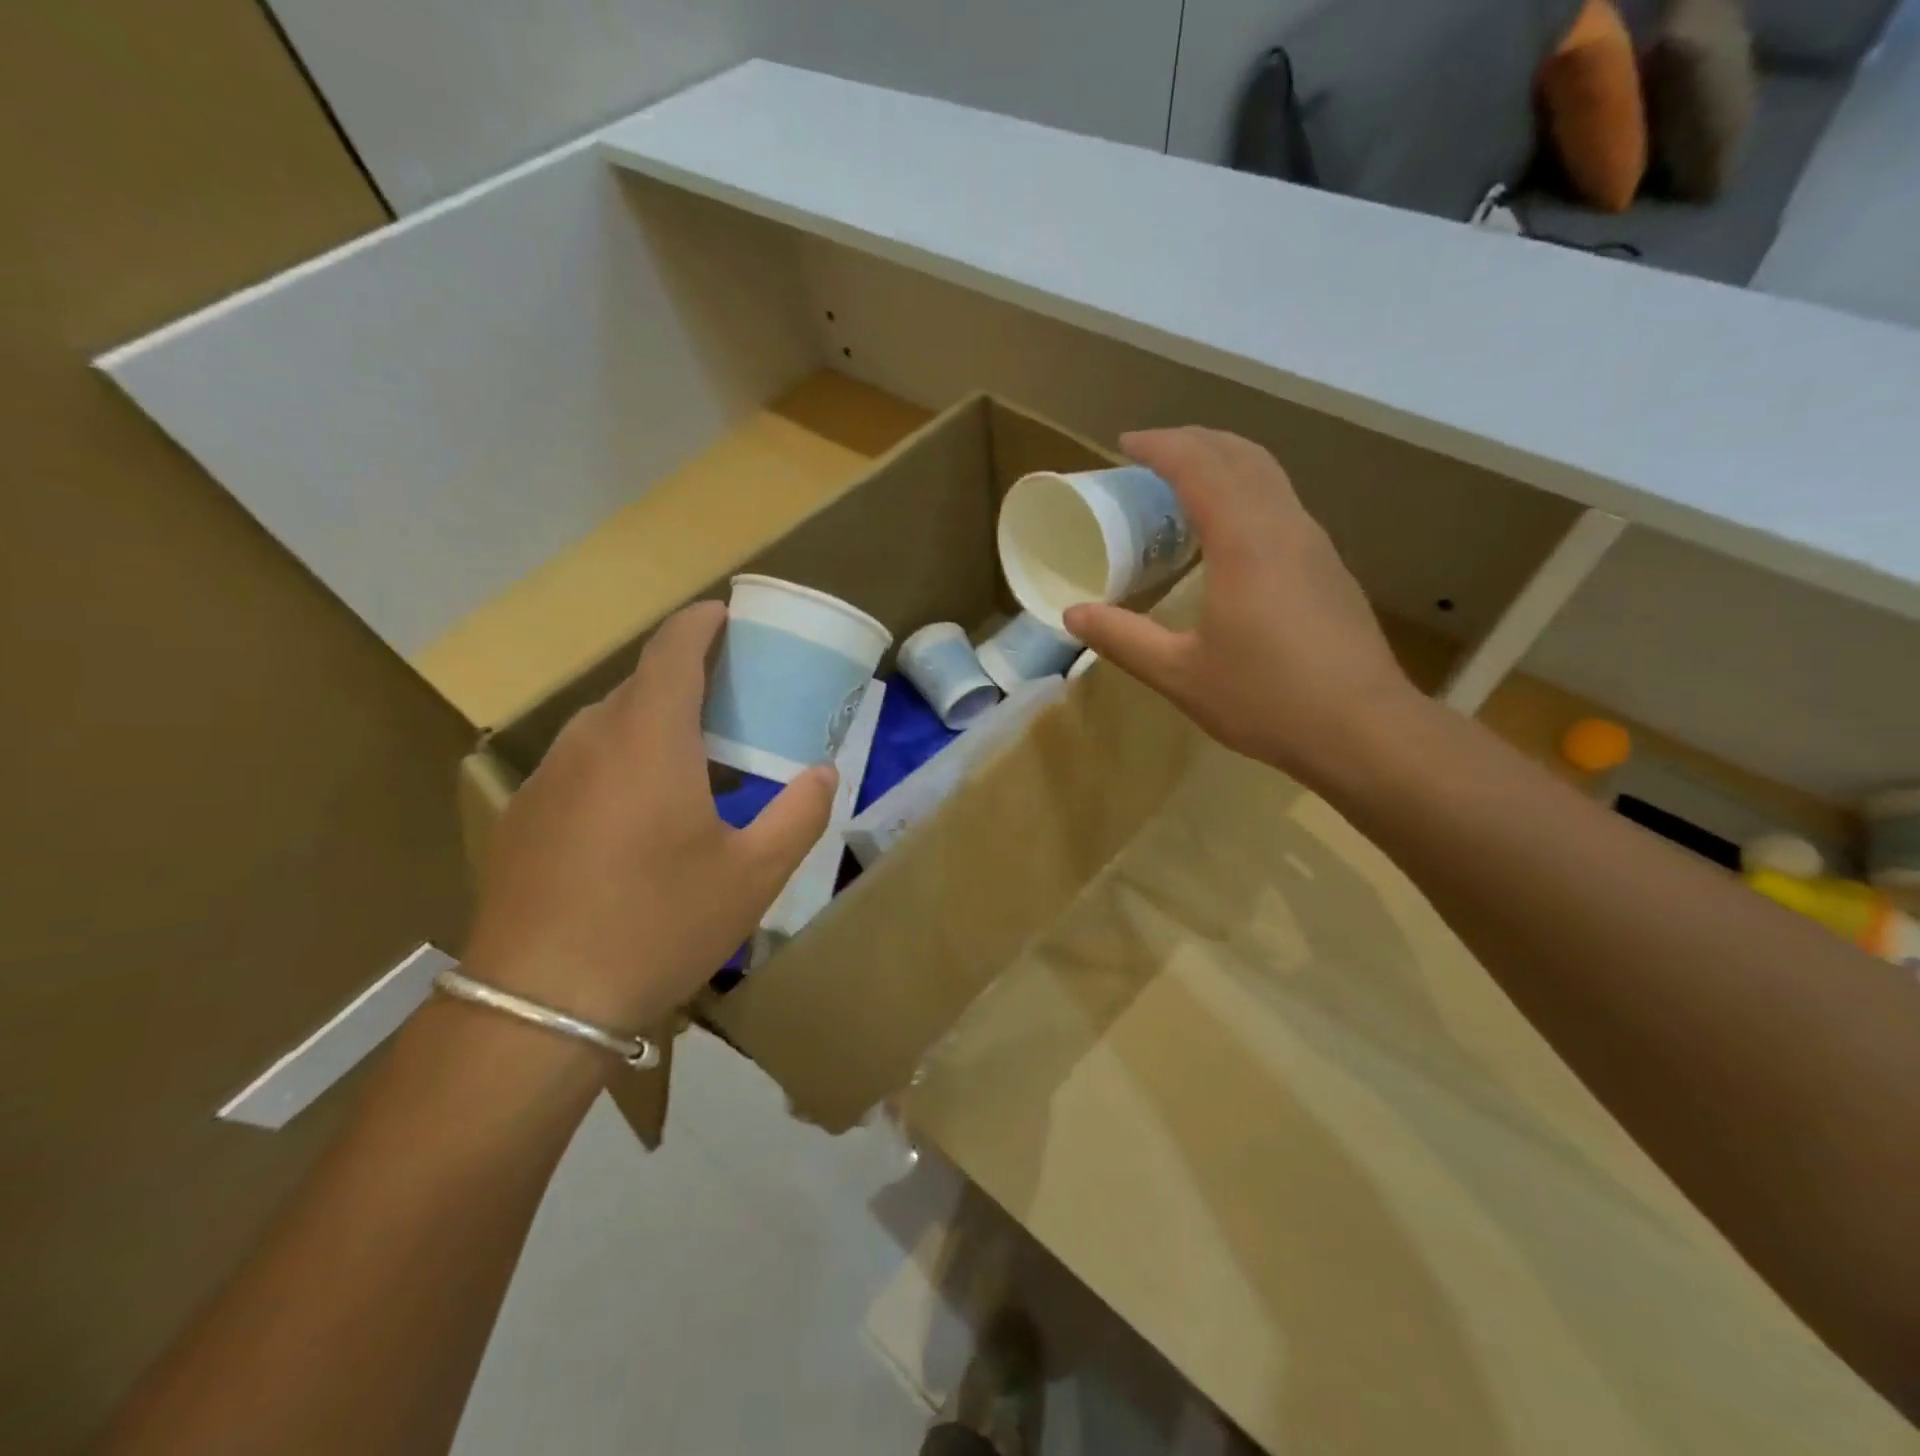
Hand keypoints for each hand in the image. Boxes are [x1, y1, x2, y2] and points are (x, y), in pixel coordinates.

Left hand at [462, 601, 835, 1035]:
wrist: (538, 1004)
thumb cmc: (659, 925)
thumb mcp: (753, 875)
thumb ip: (799, 813)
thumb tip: (822, 774)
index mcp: (650, 739)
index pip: (674, 649)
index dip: (702, 622)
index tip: (729, 615)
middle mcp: (591, 740)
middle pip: (642, 683)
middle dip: (688, 676)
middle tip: (734, 699)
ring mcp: (549, 777)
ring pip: (609, 723)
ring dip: (654, 721)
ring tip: (694, 756)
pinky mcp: (524, 814)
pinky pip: (583, 760)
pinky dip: (621, 757)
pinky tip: (640, 812)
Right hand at [1064, 428, 1422, 789]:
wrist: (1363, 729)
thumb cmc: (1266, 699)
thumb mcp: (1180, 674)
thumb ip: (1123, 639)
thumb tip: (1072, 615)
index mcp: (1244, 542)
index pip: (1199, 465)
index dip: (1160, 446)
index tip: (1124, 445)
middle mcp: (1284, 526)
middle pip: (1240, 454)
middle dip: (1193, 440)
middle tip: (1150, 454)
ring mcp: (1314, 543)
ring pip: (1268, 474)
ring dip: (1223, 461)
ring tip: (1184, 481)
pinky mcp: (1328, 567)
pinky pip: (1281, 502)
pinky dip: (1245, 490)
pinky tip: (1227, 530)